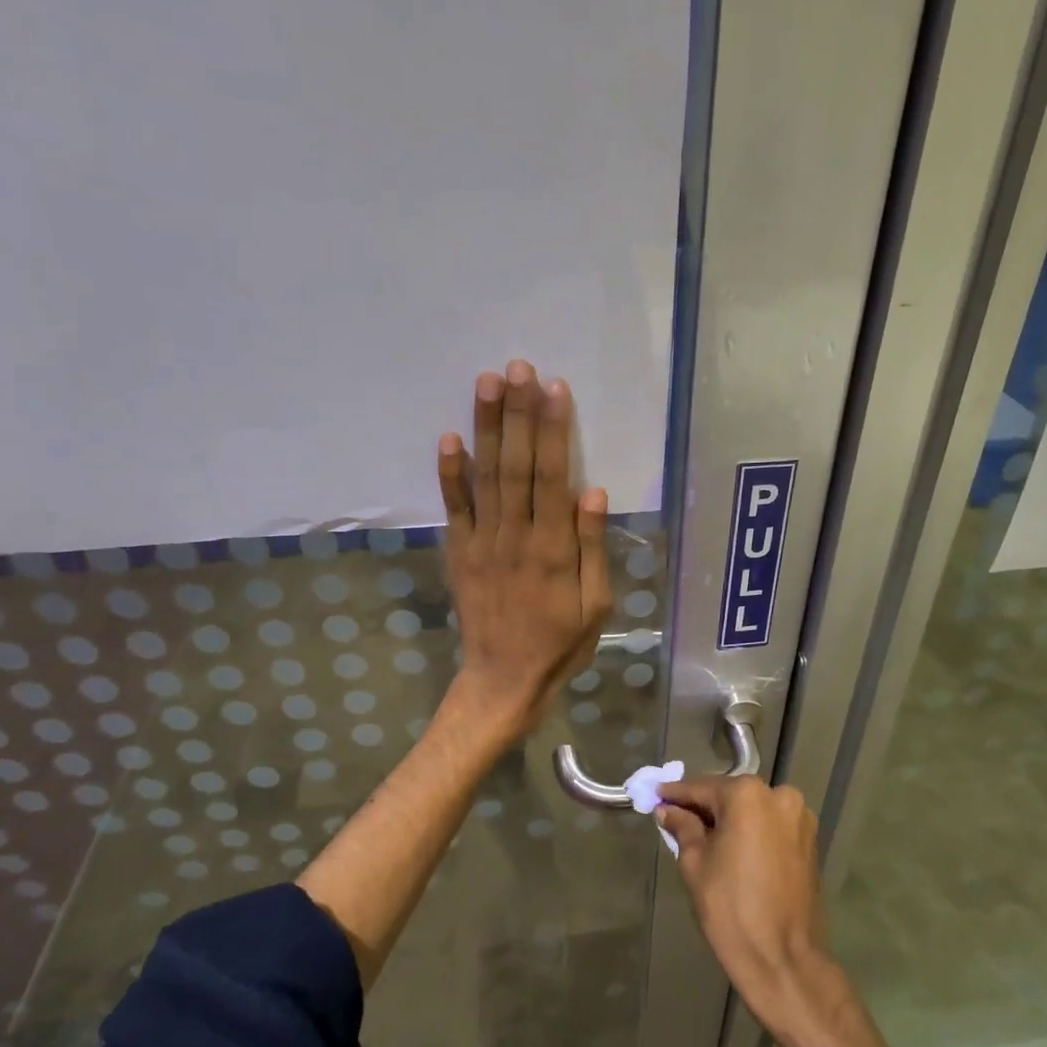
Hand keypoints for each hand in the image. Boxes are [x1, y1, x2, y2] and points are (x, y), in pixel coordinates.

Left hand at [437, 361, 611, 738]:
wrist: (503, 680)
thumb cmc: (560, 645)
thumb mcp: (596, 606)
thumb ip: (592, 548)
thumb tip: (592, 492)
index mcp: (553, 549)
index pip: (552, 476)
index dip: (553, 430)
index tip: (553, 388)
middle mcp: (515, 536)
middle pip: (516, 465)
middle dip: (517, 414)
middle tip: (517, 366)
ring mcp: (482, 543)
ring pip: (485, 476)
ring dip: (486, 428)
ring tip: (487, 383)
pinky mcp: (459, 553)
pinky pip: (454, 508)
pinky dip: (450, 474)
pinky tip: (450, 438)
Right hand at [655, 775, 844, 1032]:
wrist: (783, 959)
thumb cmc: (731, 909)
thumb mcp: (695, 864)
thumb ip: (683, 828)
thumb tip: (669, 810)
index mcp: (748, 796)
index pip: (702, 788)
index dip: (676, 794)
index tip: (657, 795)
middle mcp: (779, 795)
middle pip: (730, 795)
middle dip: (704, 806)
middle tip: (676, 818)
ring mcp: (799, 817)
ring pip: (753, 809)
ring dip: (729, 818)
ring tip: (703, 837)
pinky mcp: (810, 840)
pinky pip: (771, 825)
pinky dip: (751, 830)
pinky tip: (732, 847)